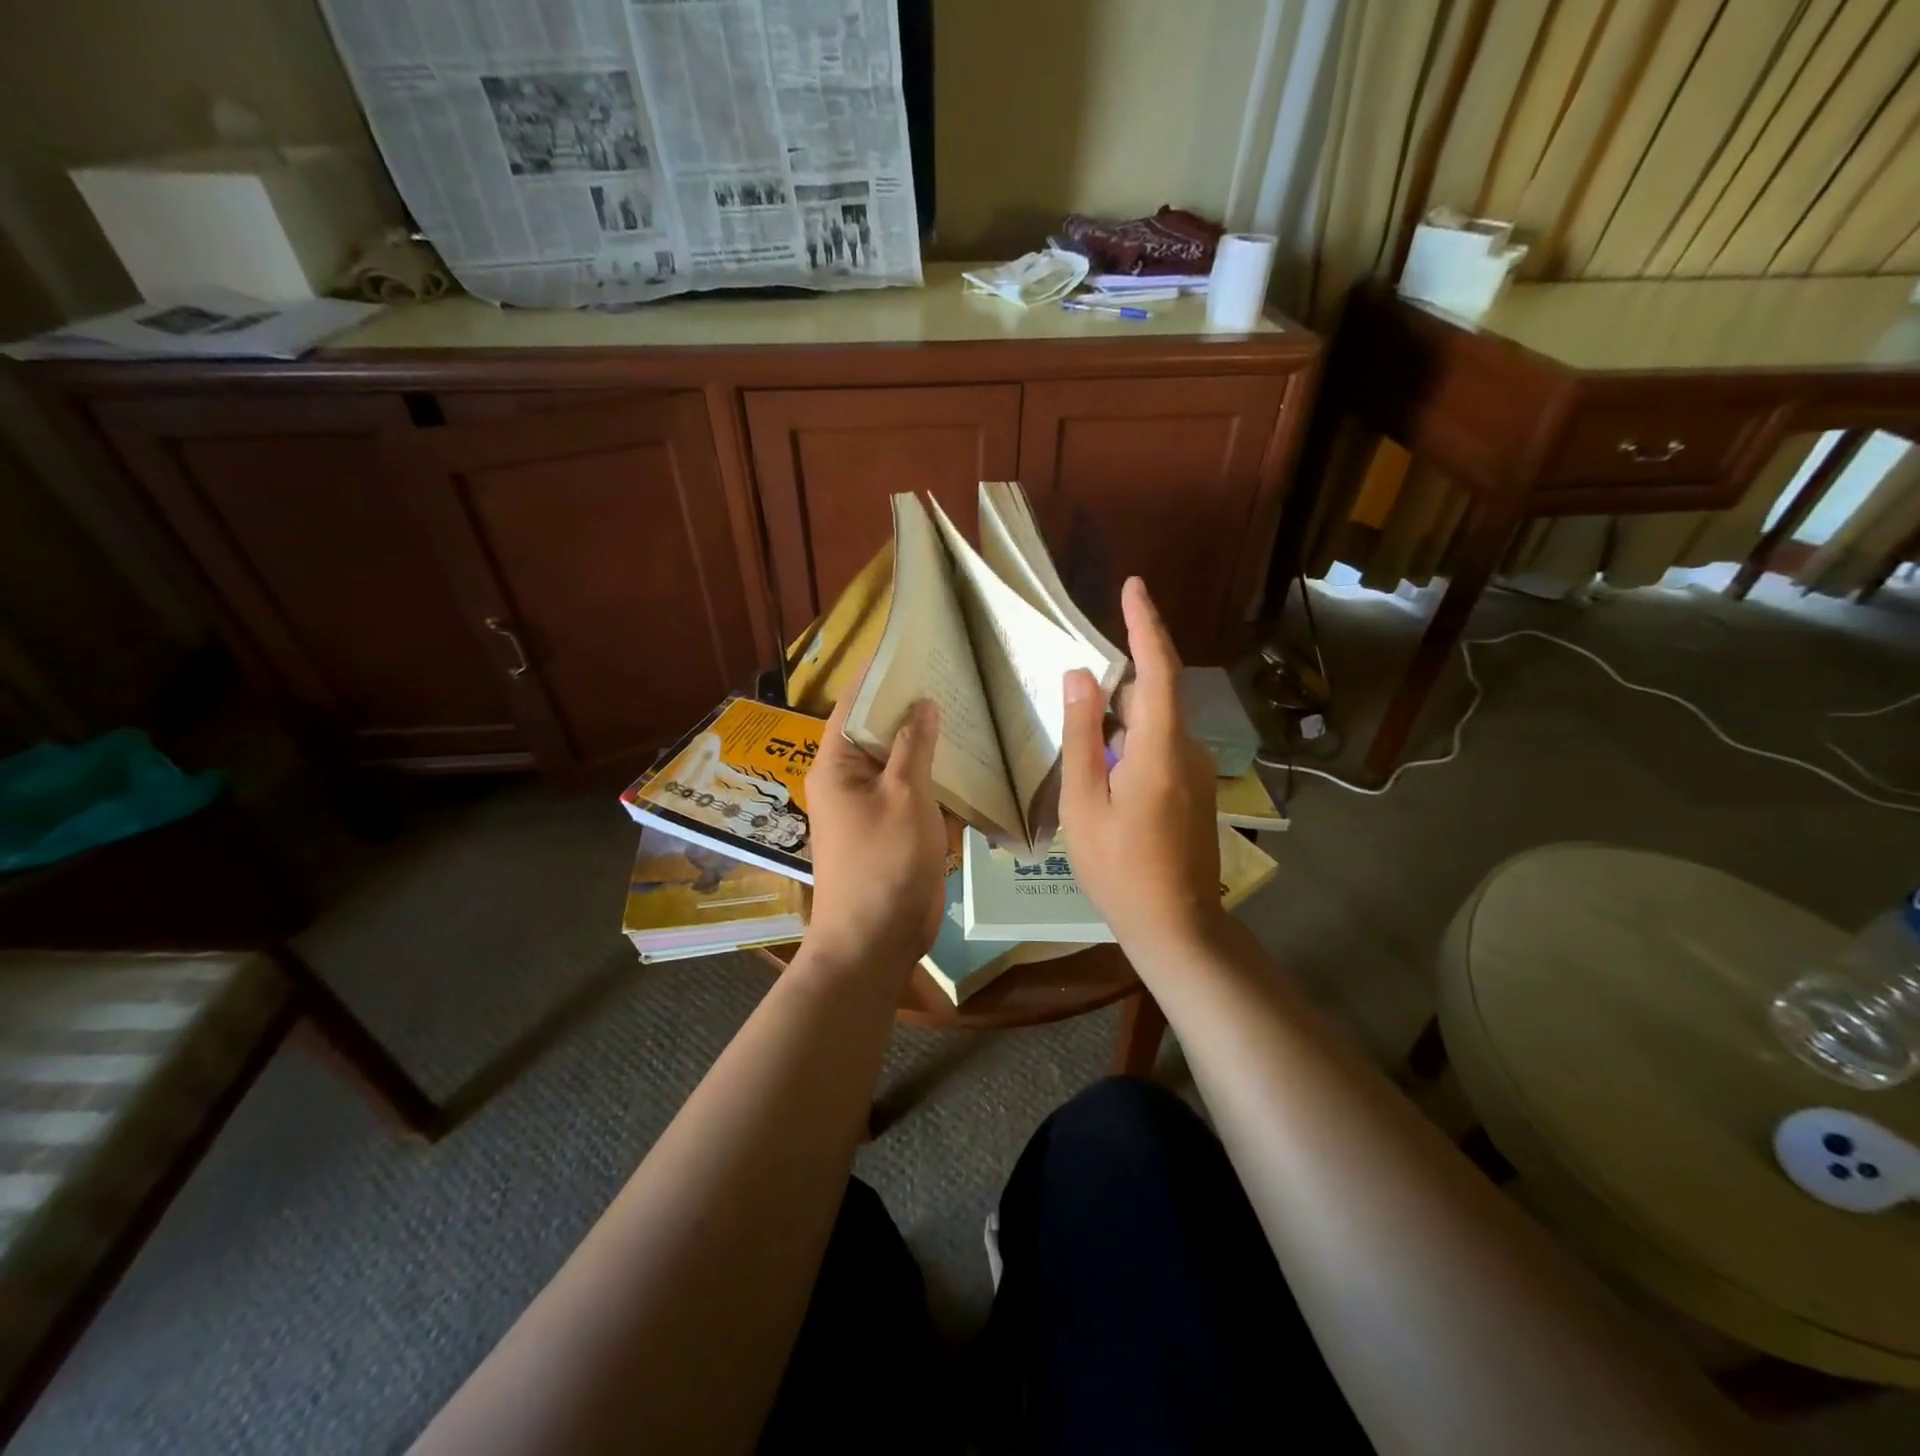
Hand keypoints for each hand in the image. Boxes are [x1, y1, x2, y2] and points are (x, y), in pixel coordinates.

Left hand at [802, 692, 946, 975]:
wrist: (875, 941)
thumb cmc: (884, 863)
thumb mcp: (904, 797)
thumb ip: (914, 747)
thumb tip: (922, 703)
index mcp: (836, 765)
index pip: (853, 704)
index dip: (879, 675)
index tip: (911, 646)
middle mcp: (849, 779)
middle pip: (879, 731)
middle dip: (913, 706)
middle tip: (953, 673)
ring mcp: (872, 806)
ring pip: (901, 762)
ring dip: (930, 743)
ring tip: (968, 708)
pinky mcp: (894, 829)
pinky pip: (915, 792)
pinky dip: (938, 779)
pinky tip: (972, 761)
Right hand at [1060, 577, 1222, 958]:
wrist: (1175, 923)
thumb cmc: (1119, 867)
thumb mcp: (1084, 803)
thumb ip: (1081, 736)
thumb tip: (1080, 676)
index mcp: (1160, 748)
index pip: (1158, 669)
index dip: (1145, 624)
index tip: (1133, 587)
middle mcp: (1187, 749)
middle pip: (1159, 690)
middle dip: (1129, 664)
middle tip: (1088, 659)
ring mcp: (1196, 770)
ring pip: (1158, 720)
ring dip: (1125, 707)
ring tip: (1087, 715)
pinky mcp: (1194, 788)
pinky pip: (1161, 744)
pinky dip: (1132, 735)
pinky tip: (1104, 759)